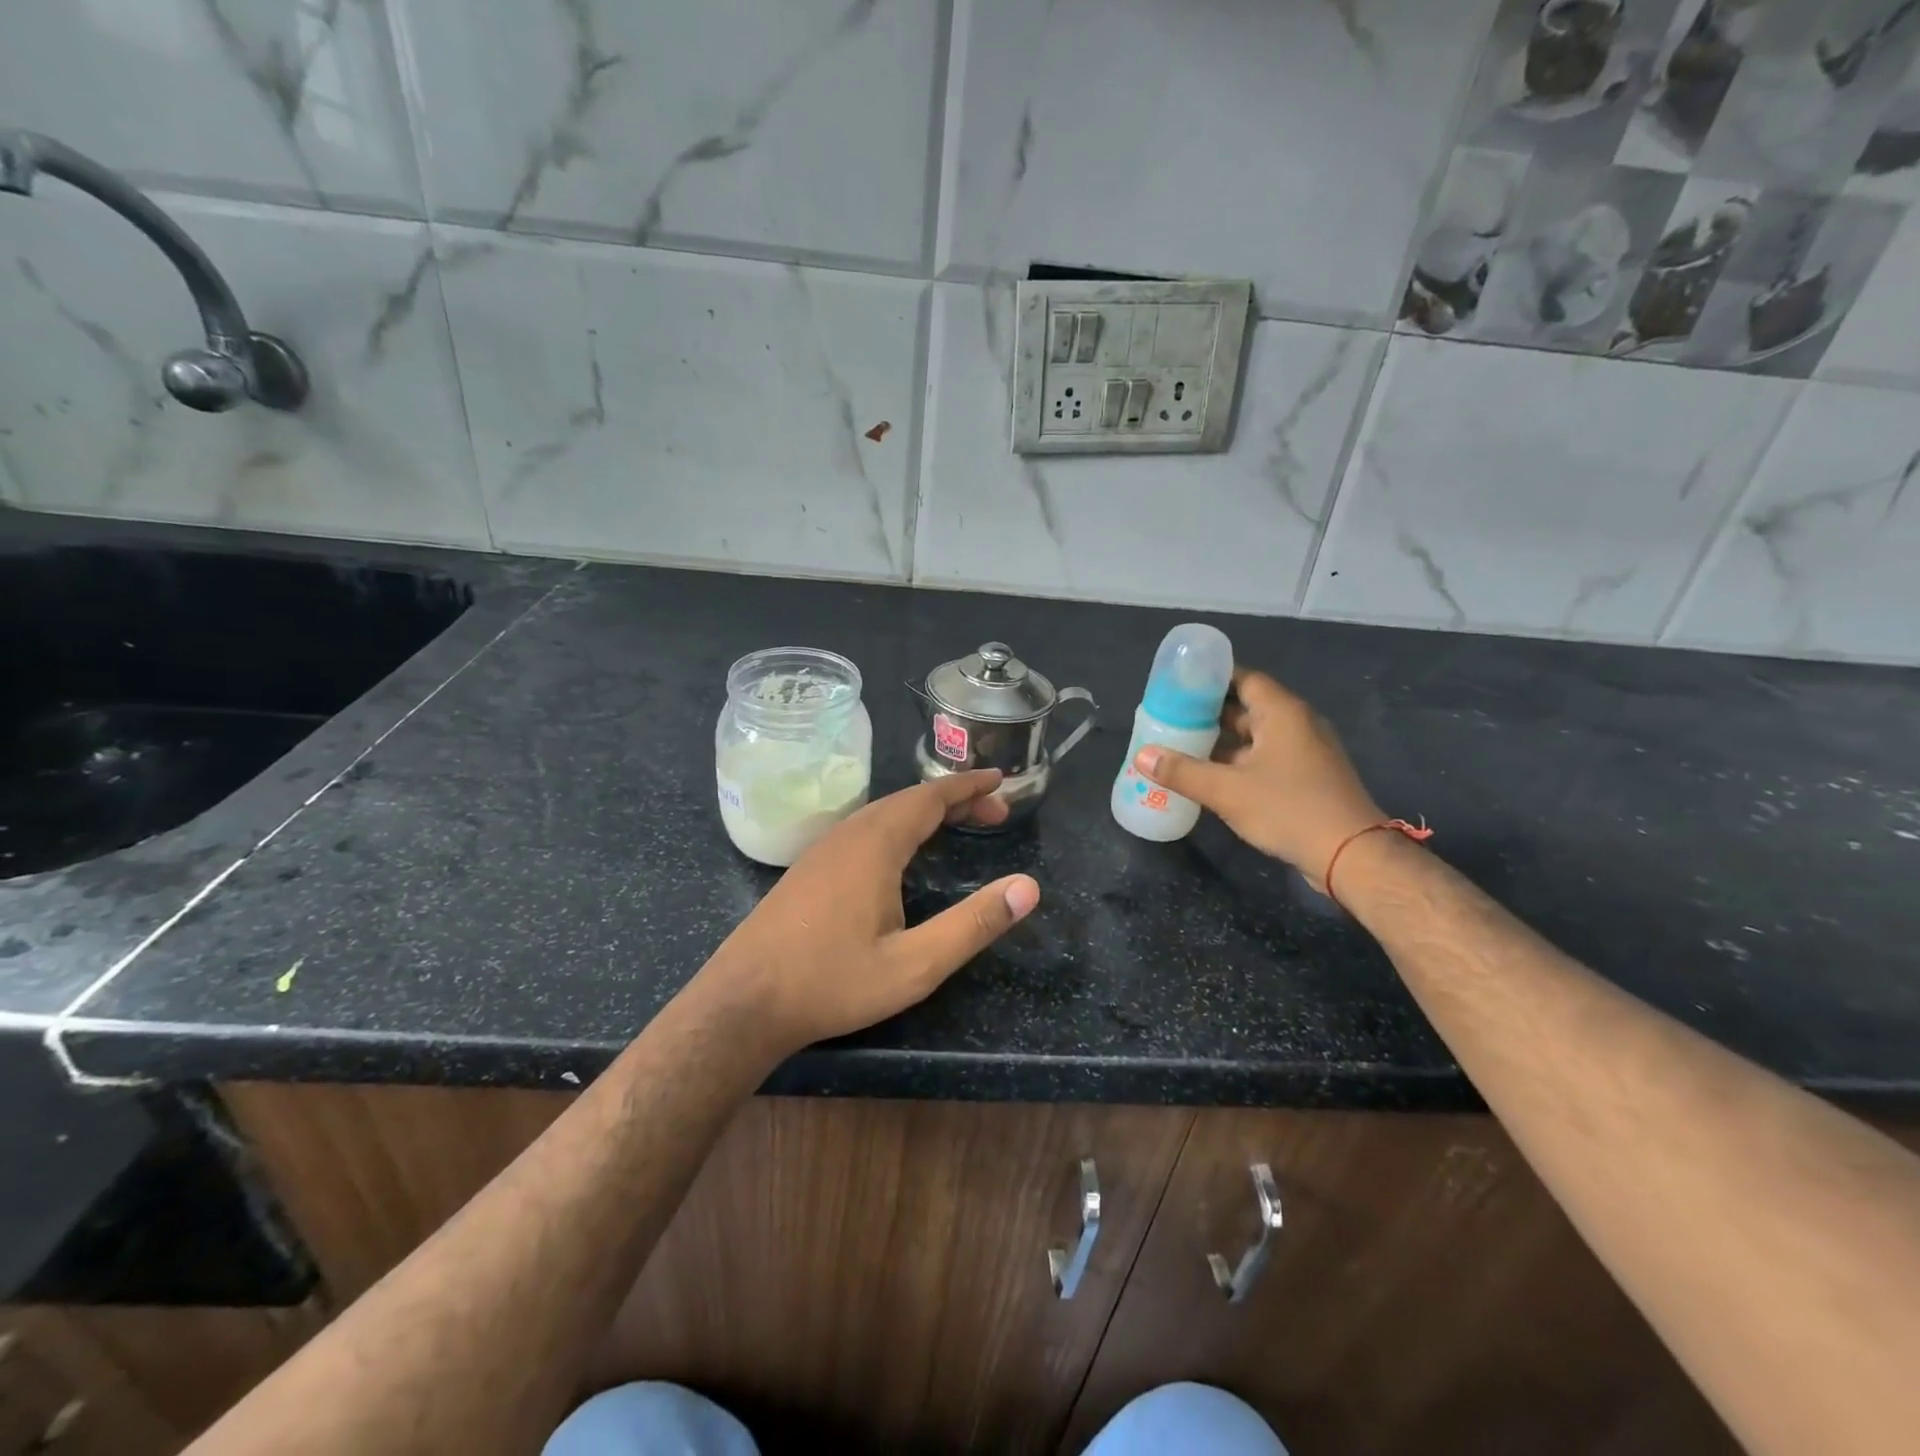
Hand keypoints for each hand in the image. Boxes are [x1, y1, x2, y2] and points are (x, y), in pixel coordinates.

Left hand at [695, 770, 1039, 1055]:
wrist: (742, 1003)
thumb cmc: (832, 983)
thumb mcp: (915, 965)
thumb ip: (973, 924)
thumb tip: (1028, 888)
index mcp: (876, 844)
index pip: (931, 797)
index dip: (969, 786)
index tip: (1001, 780)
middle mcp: (849, 834)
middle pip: (909, 800)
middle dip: (955, 800)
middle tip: (994, 813)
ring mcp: (823, 849)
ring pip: (883, 813)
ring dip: (925, 811)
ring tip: (958, 824)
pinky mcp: (808, 868)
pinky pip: (864, 828)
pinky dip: (898, 825)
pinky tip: (902, 852)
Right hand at [1135, 668, 1384, 890]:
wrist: (1350, 856)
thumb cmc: (1288, 809)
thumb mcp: (1227, 791)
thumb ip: (1182, 771)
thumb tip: (1142, 755)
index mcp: (1282, 713)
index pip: (1243, 678)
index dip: (1210, 679)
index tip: (1177, 684)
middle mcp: (1296, 724)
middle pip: (1246, 707)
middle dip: (1208, 712)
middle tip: (1169, 717)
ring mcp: (1305, 752)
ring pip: (1255, 736)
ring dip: (1221, 741)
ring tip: (1180, 745)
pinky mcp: (1307, 777)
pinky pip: (1265, 758)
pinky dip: (1238, 761)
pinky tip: (1210, 776)